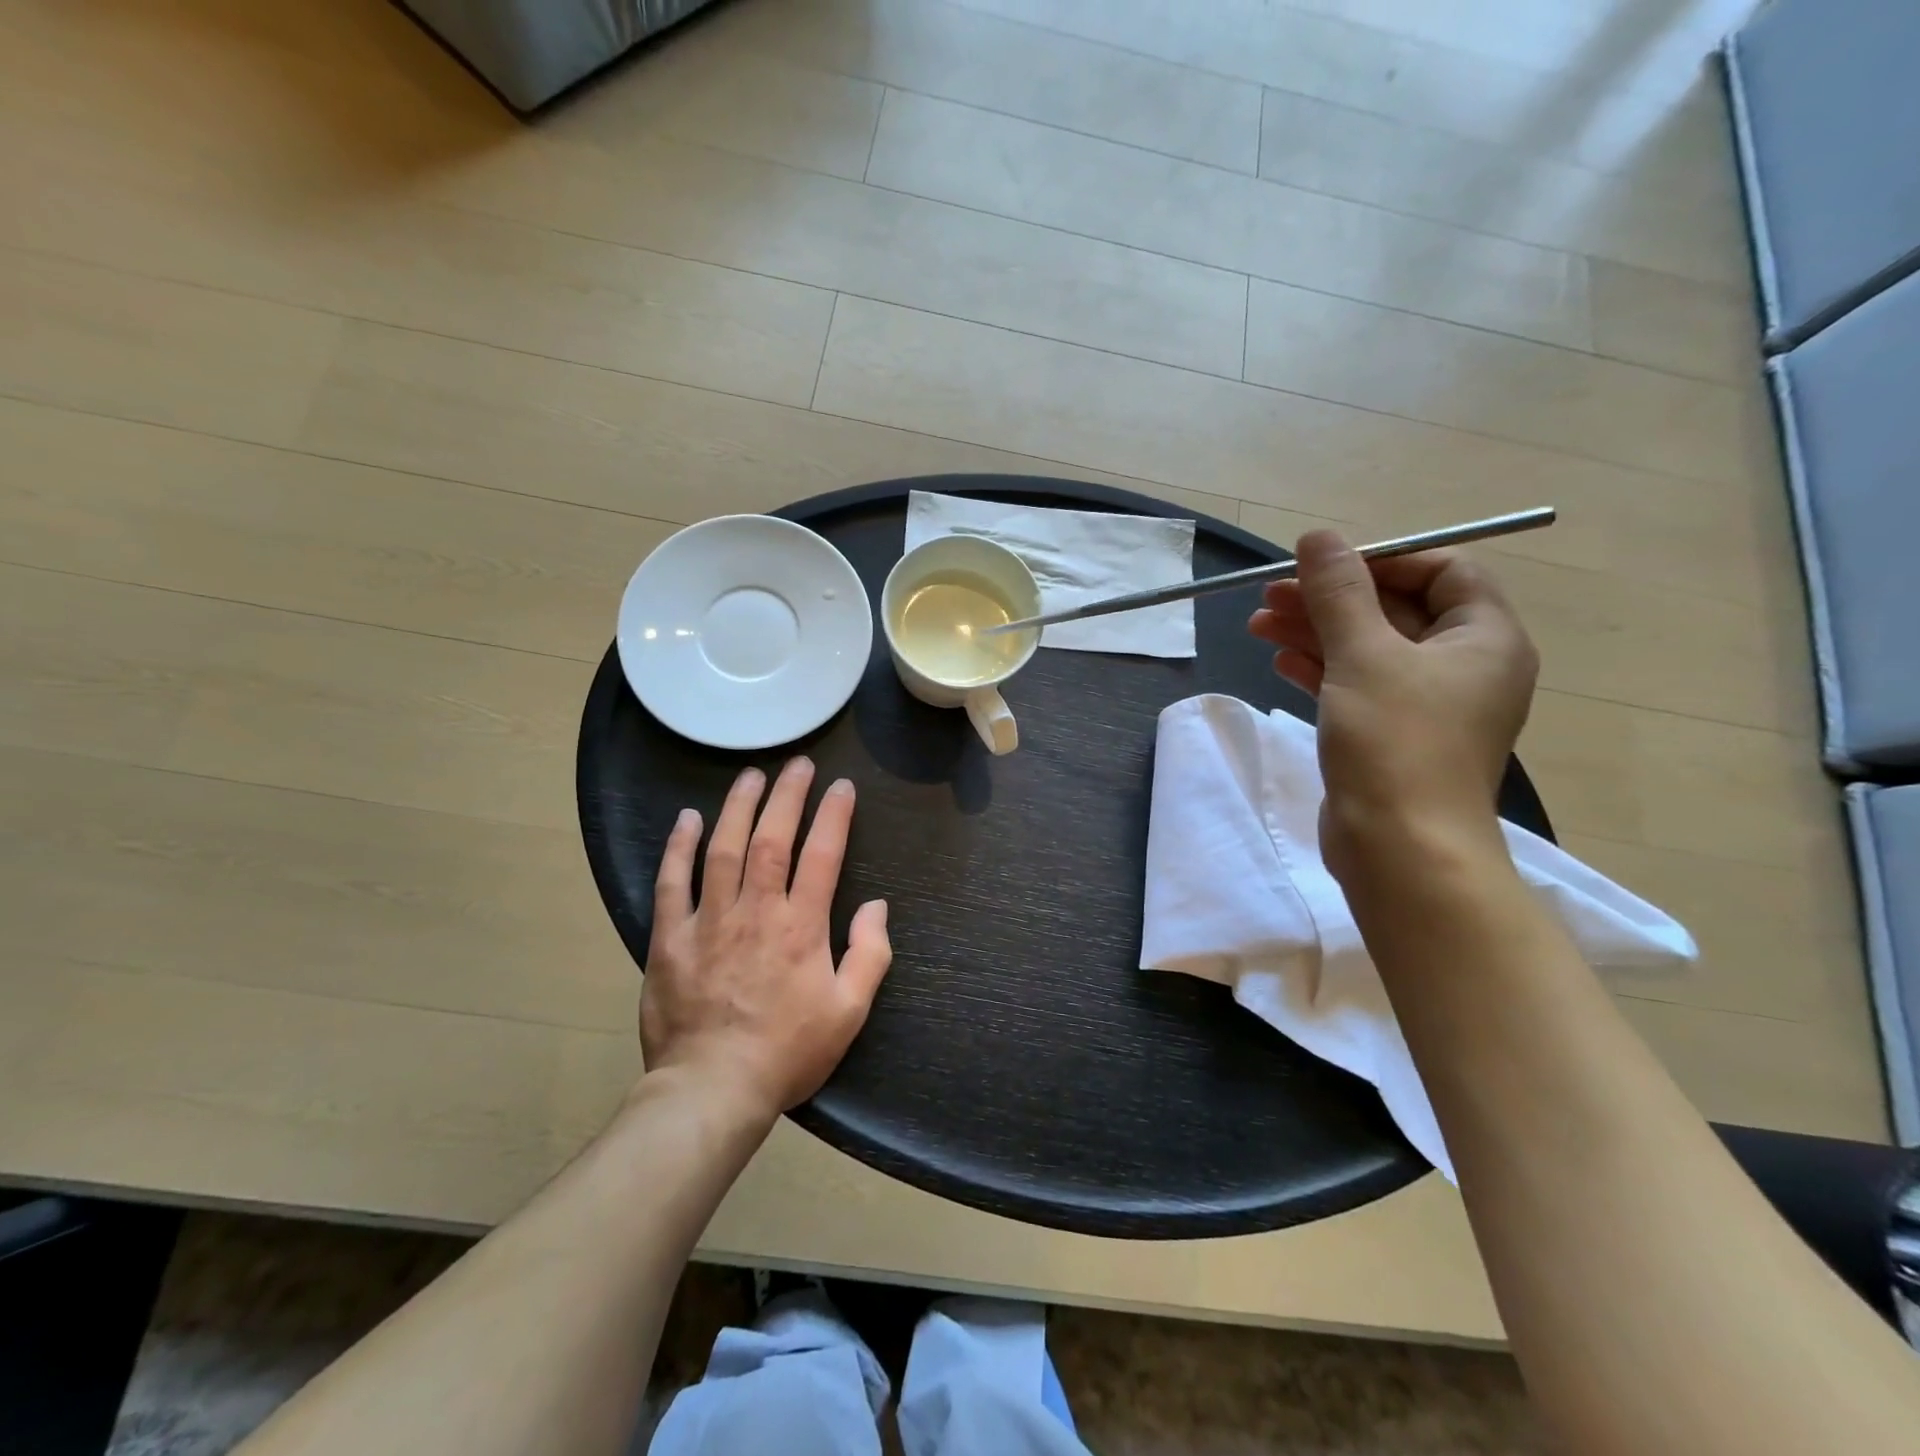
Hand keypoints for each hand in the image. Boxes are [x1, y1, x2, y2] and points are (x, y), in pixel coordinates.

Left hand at [641, 758, 891, 1119]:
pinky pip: (672, 882)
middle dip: (787, 795)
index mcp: (801, 926)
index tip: (842, 786)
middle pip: (772, 838)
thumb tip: (877, 906)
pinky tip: (688, 818)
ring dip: (738, 806)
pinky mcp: (670, 938)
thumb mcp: (849, 1012)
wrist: (712, 1090)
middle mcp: (756, 911)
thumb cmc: (787, 1052)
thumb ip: (870, 954)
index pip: (823, 854)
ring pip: (723, 849)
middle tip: (798, 765)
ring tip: (750, 775)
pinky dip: (679, 847)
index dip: (834, 815)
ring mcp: (708, 920)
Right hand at [1248, 530, 1537, 877]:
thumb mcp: (1363, 656)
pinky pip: (1357, 685)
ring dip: (1315, 631)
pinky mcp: (1392, 735)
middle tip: (1270, 593)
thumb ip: (1339, 593)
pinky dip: (1320, 668)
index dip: (1382, 559)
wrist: (1400, 849)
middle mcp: (1464, 666)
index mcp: (1484, 638)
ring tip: (1258, 622)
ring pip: (1369, 649)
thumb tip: (1318, 537)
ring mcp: (1427, 705)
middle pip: (1396, 609)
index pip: (1442, 570)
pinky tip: (1279, 660)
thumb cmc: (1395, 742)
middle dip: (1332, 598)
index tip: (1323, 566)